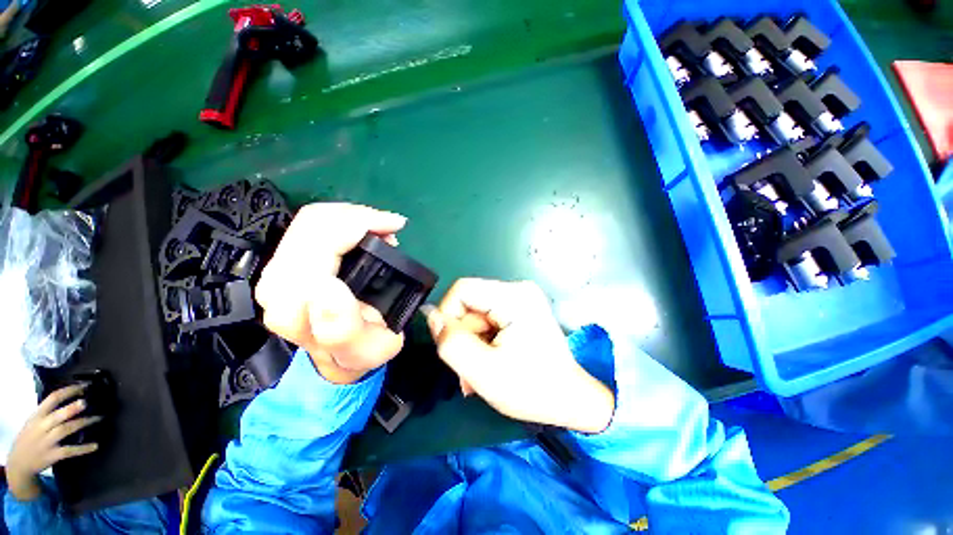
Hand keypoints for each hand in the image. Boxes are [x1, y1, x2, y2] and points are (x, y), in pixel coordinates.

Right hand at [7, 385, 101, 500]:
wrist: (18, 464)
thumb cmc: (30, 437)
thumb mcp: (34, 420)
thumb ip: (48, 411)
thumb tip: (69, 398)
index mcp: (38, 415)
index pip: (52, 399)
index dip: (68, 391)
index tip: (83, 386)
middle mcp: (42, 427)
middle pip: (58, 415)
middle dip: (72, 408)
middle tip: (87, 402)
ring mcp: (47, 442)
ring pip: (66, 430)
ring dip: (82, 423)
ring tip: (98, 418)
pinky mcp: (52, 455)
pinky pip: (69, 451)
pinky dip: (83, 448)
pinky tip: (95, 445)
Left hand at [255, 203, 406, 383]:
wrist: (339, 358)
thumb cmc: (358, 353)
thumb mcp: (365, 349)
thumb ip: (342, 328)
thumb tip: (327, 288)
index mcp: (294, 304)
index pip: (322, 240)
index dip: (361, 224)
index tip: (394, 228)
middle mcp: (276, 283)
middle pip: (314, 223)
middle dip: (360, 216)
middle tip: (391, 227)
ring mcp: (276, 271)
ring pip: (312, 220)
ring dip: (352, 216)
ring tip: (381, 228)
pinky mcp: (284, 263)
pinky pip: (312, 226)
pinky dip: (343, 220)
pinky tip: (364, 231)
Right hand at [425, 279, 614, 432]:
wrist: (571, 401)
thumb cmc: (531, 389)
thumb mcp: (482, 371)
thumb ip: (451, 342)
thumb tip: (431, 316)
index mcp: (513, 297)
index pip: (462, 290)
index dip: (448, 316)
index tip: (452, 347)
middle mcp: (518, 290)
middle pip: (470, 304)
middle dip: (463, 337)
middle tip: (468, 369)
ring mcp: (521, 299)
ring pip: (477, 315)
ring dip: (472, 344)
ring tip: (478, 373)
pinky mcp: (521, 310)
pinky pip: (489, 320)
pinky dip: (483, 342)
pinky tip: (489, 363)